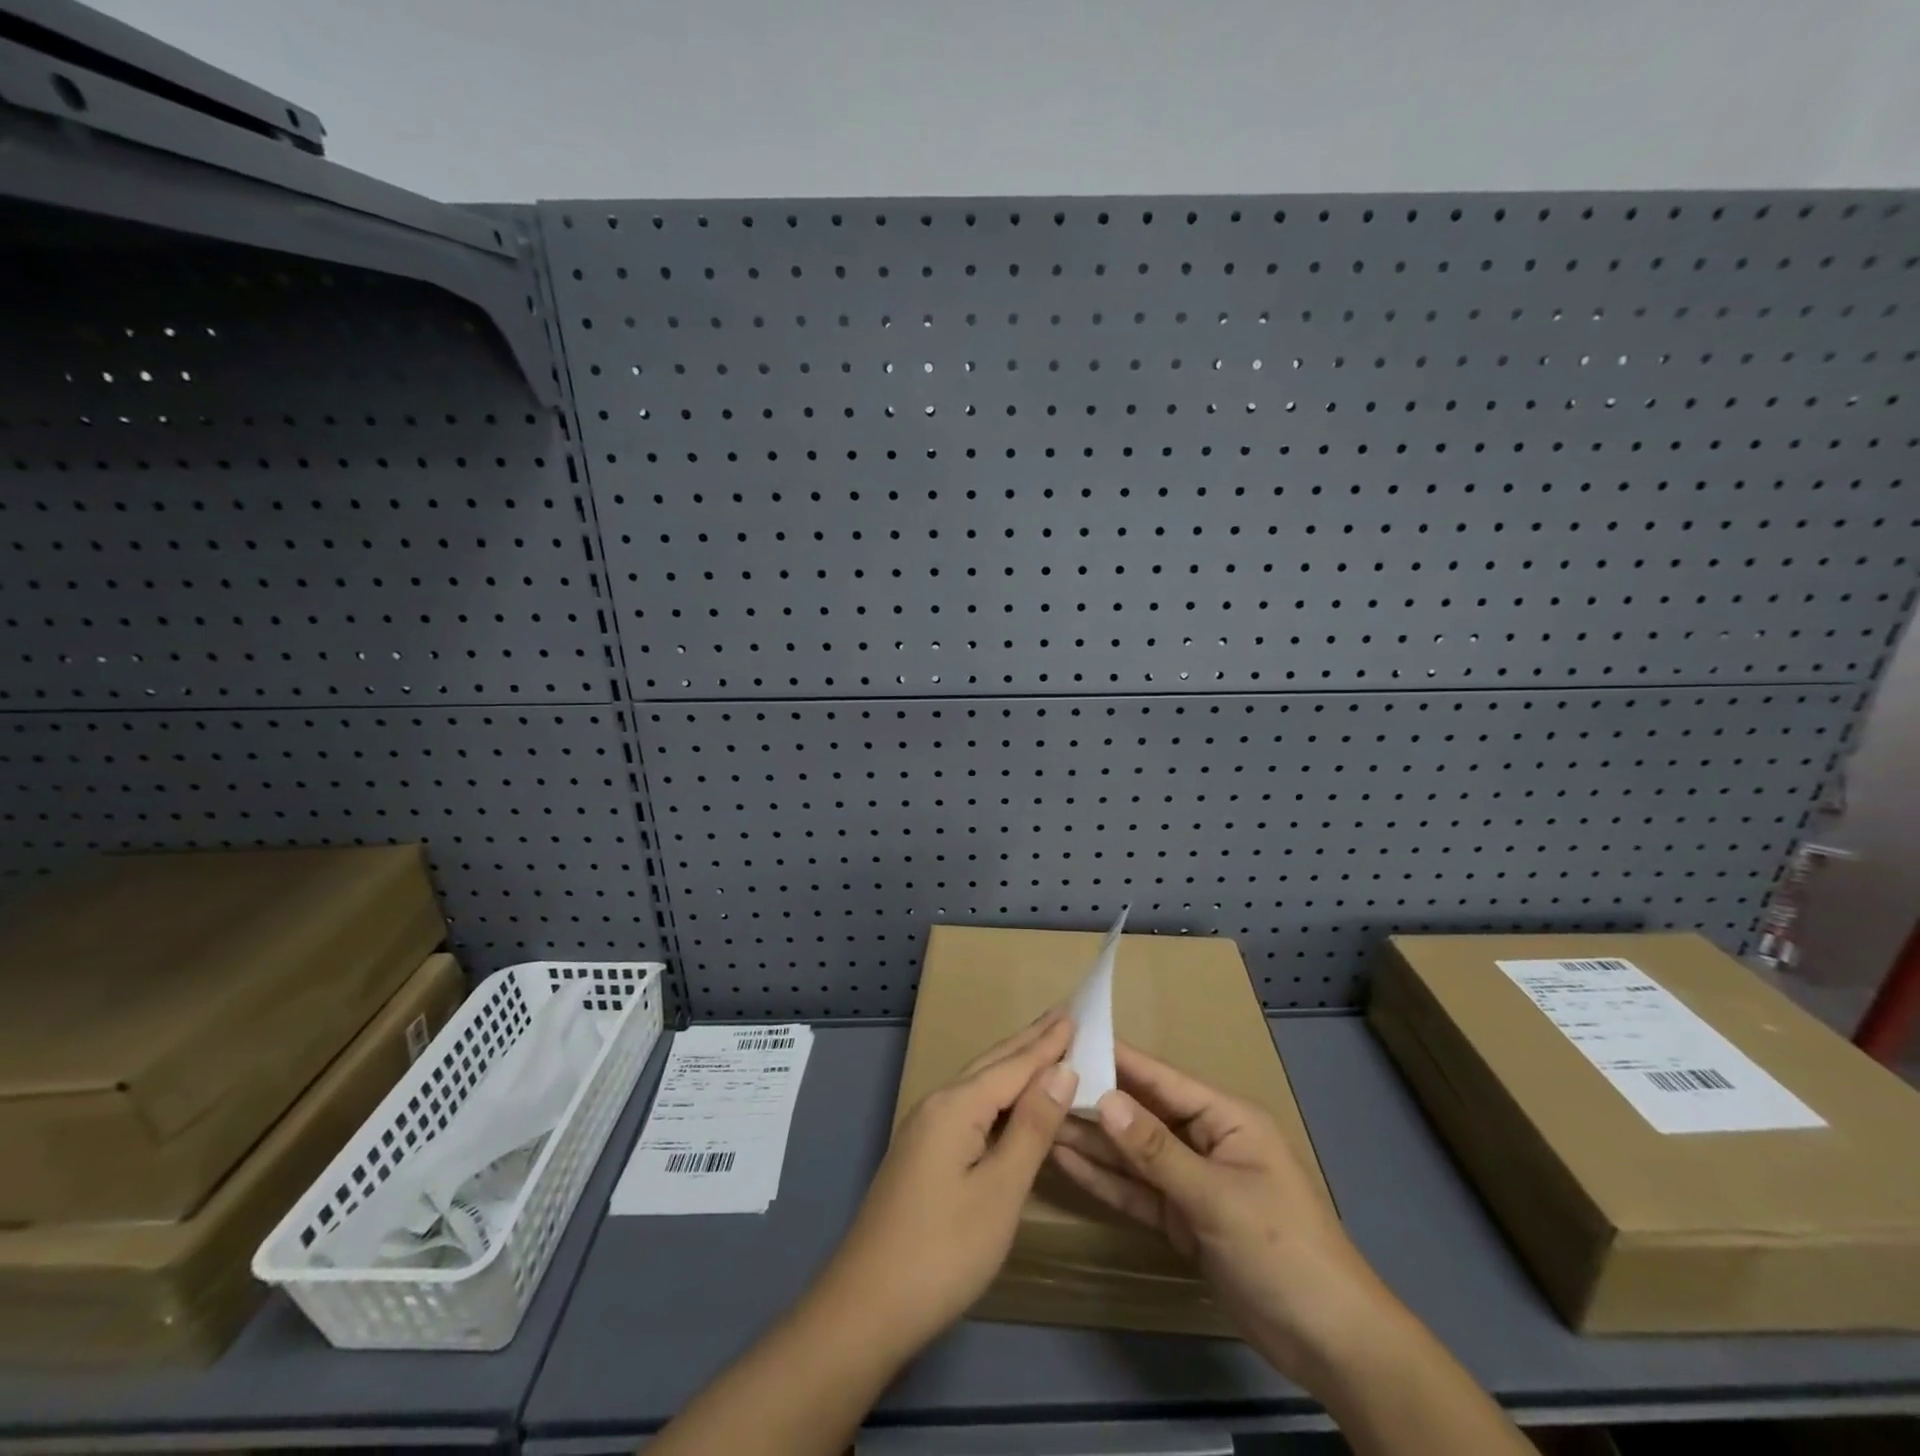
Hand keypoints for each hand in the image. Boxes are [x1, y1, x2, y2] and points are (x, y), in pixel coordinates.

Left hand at [815, 1010, 1077, 1356]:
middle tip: (1064, 1016)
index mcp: (957, 1105)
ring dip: (1013, 1064)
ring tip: (1043, 1045)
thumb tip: (1062, 1070)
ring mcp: (924, 1129)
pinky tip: (1009, 1100)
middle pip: (993, 1064)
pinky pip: (969, 1106)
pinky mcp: (922, 1153)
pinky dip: (998, 1094)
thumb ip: (1032, 1127)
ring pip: (978, 1084)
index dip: (1049, 1043)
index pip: (1014, 1065)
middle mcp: (937, 1104)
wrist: (866, 1308)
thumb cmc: (943, 1251)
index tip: (1078, 1014)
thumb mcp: (1000, 1191)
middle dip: (1030, 1042)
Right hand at [1051, 1040, 1393, 1382]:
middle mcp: (1204, 1140)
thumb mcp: (1217, 1197)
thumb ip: (1156, 1151)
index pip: (1161, 1078)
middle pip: (1141, 1114)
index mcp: (1225, 1118)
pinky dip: (1106, 1179)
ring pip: (1133, 1153)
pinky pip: (1137, 1191)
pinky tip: (1066, 1160)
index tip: (1070, 1037)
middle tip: (1039, 1081)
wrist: (1331, 1345)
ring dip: (1092, 1139)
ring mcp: (1192, 1181)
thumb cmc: (1283, 1251)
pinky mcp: (1183, 1220)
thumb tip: (1104, 1099)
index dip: (1117, 1057)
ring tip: (1041, 1117)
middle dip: (1095, 1099)